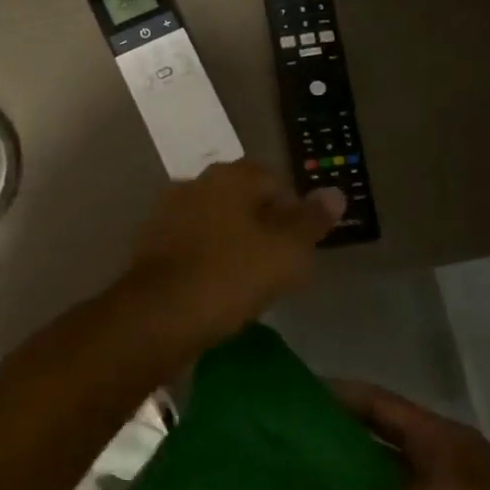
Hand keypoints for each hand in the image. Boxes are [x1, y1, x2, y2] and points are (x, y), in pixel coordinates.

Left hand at [123, 161, 343, 353]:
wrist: (159, 313)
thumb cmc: (231, 276)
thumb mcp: (287, 252)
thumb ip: (312, 221)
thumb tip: (335, 192)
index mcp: (230, 176)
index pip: (275, 180)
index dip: (295, 211)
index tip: (303, 246)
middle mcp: (197, 182)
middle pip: (244, 199)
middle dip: (266, 226)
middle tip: (282, 265)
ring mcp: (170, 210)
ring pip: (219, 221)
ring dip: (238, 243)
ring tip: (254, 282)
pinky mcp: (154, 241)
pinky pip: (196, 243)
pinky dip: (212, 258)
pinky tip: (220, 287)